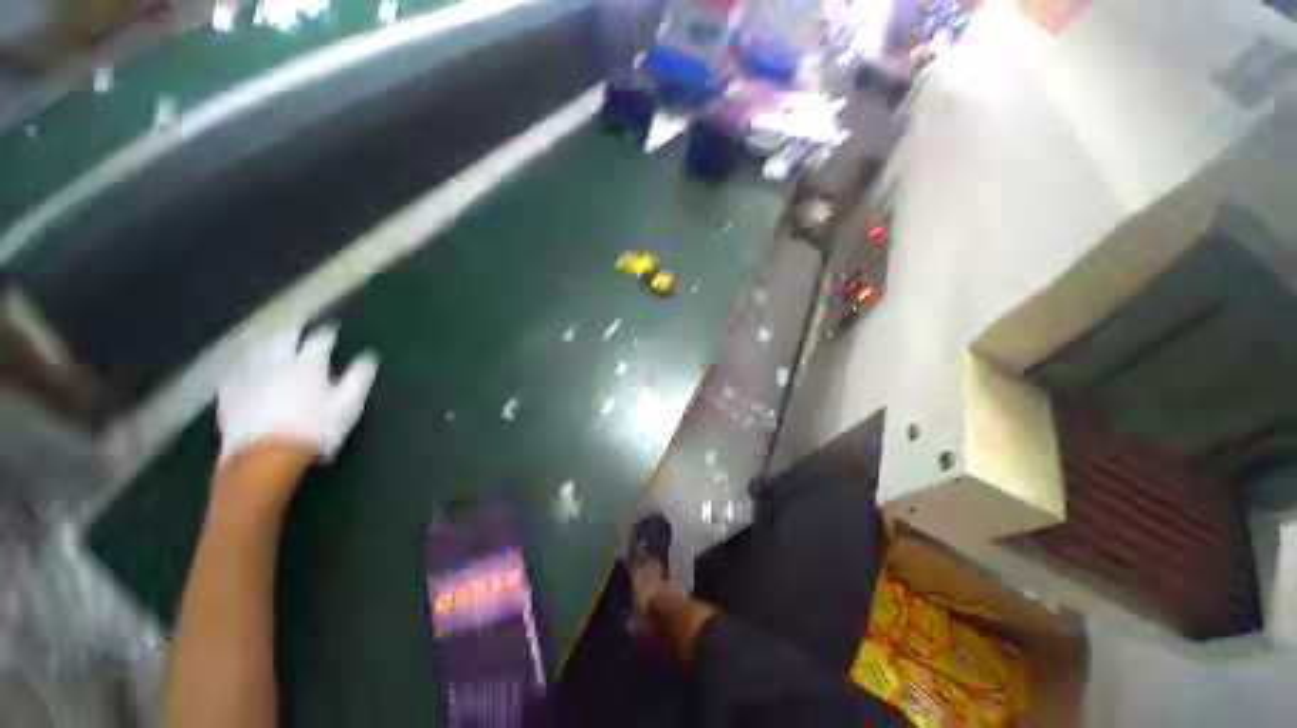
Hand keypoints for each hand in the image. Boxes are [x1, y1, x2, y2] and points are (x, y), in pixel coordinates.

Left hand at [217, 324, 377, 462]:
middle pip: (282, 338)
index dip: (327, 334)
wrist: (266, 455)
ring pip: (255, 351)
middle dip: (291, 332)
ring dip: (265, 346)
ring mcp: (249, 376)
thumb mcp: (348, 405)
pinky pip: (235, 372)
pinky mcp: (229, 393)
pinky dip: (242, 368)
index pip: (319, 340)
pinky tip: (243, 372)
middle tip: (297, 330)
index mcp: (308, 363)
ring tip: (269, 345)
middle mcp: (276, 362)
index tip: (332, 331)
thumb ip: (359, 378)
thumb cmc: (315, 428)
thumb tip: (368, 357)